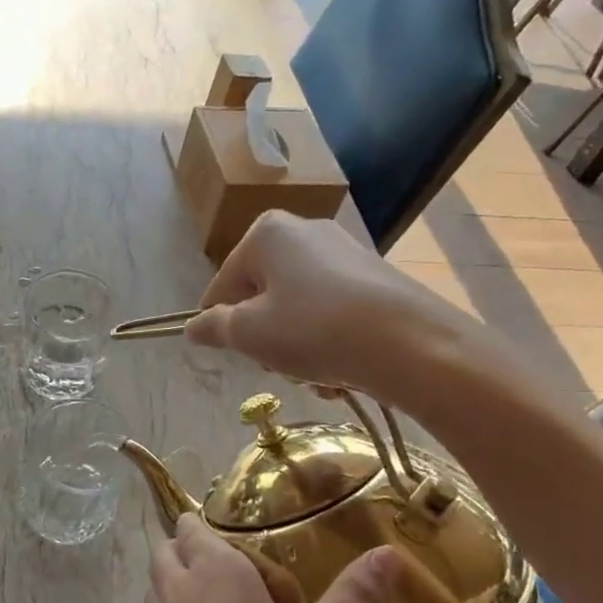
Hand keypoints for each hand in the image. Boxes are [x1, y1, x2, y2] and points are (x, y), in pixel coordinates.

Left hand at [146, 514, 401, 602]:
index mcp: (213, 569)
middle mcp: (181, 587)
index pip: (192, 523)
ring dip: (181, 576)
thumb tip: (388, 553)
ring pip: (161, 581)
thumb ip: (353, 598)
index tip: (247, 531)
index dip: (211, 521)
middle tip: (240, 561)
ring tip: (227, 592)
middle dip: (191, 545)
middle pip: (169, 547)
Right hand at [184, 212, 491, 404]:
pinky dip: (329, 341)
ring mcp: (345, 252)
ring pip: (297, 308)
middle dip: (265, 335)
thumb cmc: (313, 329)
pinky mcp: (375, 278)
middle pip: (263, 294)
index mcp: (267, 233)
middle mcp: (305, 231)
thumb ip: (215, 327)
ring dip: (297, 345)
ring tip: (315, 371)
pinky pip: (332, 312)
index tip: (231, 353)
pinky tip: (342, 368)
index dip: (221, 323)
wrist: (410, 344)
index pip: (223, 284)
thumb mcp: (250, 333)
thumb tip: (192, 327)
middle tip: (278, 363)